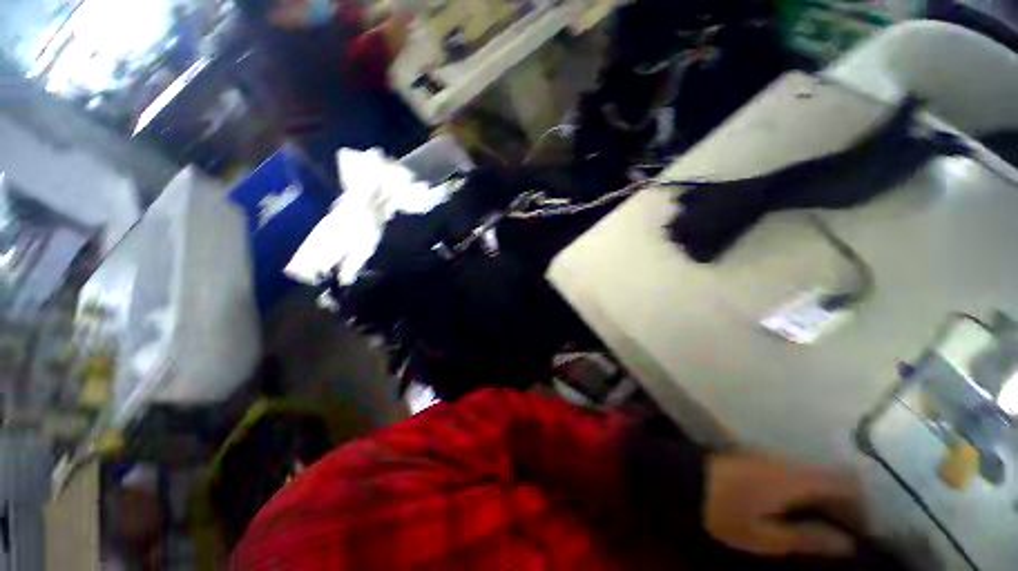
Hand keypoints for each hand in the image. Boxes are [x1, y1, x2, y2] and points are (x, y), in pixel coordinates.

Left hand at [705, 453, 863, 558]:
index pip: (846, 483)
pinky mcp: (759, 460)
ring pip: (814, 476)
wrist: (683, 477)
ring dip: (827, 500)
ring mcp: (771, 458)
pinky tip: (801, 513)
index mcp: (794, 479)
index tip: (865, 532)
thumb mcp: (764, 537)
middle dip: (846, 506)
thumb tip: (847, 544)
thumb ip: (807, 538)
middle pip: (832, 478)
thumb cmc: (723, 511)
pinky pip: (795, 475)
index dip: (863, 507)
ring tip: (826, 529)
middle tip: (846, 536)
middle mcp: (787, 462)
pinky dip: (807, 493)